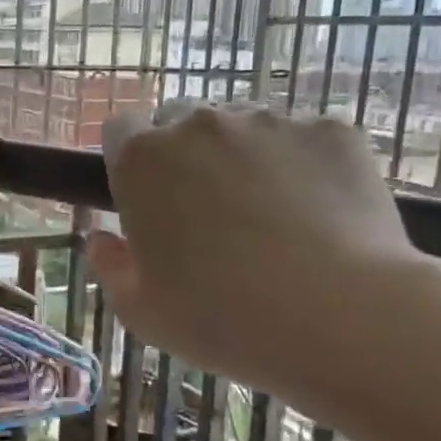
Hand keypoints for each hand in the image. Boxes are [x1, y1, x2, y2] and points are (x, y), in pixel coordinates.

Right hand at [86, 105, 433, 400]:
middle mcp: (200, 124)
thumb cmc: (219, 318)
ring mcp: (270, 122)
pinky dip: (304, 167)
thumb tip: (101, 239)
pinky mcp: (332, 131)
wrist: (339, 317)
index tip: (145, 195)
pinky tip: (320, 216)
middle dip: (186, 155)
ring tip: (271, 217)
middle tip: (207, 212)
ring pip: (245, 128)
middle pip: (182, 122)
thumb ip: (109, 266)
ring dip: (244, 158)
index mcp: (142, 160)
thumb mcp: (140, 310)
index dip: (130, 159)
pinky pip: (305, 140)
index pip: (121, 129)